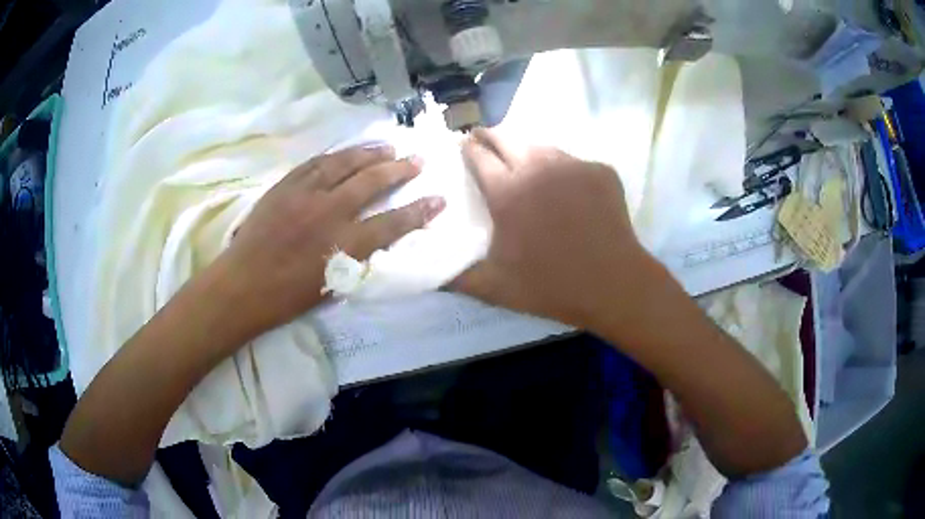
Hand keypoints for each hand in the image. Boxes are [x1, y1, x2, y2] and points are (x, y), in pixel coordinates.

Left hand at [220, 145, 444, 332]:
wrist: (243, 285)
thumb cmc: (287, 296)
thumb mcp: (332, 285)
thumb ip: (357, 257)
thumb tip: (374, 237)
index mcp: (343, 246)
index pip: (392, 224)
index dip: (418, 212)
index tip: (438, 199)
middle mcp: (329, 213)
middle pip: (371, 183)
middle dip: (398, 169)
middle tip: (416, 159)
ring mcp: (305, 194)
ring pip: (343, 164)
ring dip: (369, 153)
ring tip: (387, 146)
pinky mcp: (285, 186)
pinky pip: (314, 163)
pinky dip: (335, 156)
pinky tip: (346, 152)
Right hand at [454, 129, 653, 328]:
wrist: (613, 284)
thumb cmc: (550, 285)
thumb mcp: (494, 288)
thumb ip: (457, 277)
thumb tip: (430, 272)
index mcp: (507, 190)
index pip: (478, 154)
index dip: (467, 148)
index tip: (463, 146)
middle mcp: (537, 167)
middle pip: (507, 137)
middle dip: (490, 137)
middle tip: (485, 142)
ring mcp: (573, 165)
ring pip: (542, 146)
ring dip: (527, 151)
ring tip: (524, 164)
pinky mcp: (600, 171)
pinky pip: (574, 162)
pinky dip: (563, 171)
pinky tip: (566, 189)